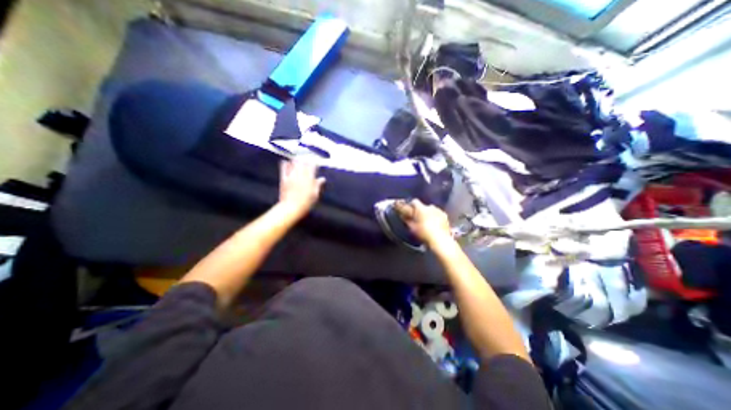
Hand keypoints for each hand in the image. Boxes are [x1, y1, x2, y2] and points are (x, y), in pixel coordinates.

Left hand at [277, 158, 324, 220]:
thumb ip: (318, 185)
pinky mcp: (284, 179)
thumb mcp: (315, 195)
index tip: (314, 162)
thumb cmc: (305, 203)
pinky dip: (285, 164)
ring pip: (293, 164)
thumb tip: (322, 179)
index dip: (313, 163)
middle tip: (306, 158)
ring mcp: (291, 176)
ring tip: (297, 158)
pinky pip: (284, 169)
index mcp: (309, 179)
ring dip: (296, 160)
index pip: (312, 166)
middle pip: (303, 163)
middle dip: (304, 159)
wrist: (291, 207)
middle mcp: (300, 175)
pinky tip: (286, 162)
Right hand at [394, 198, 451, 246]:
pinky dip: (436, 217)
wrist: (440, 240)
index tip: (410, 209)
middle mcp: (430, 207)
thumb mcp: (412, 227)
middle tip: (418, 218)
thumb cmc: (424, 233)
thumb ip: (407, 219)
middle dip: (421, 210)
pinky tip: (435, 224)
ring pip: (432, 209)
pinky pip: (438, 214)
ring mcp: (439, 211)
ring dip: (429, 213)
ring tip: (427, 222)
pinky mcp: (445, 216)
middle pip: (423, 206)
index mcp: (421, 208)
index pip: (414, 201)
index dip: (411, 205)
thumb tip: (402, 215)